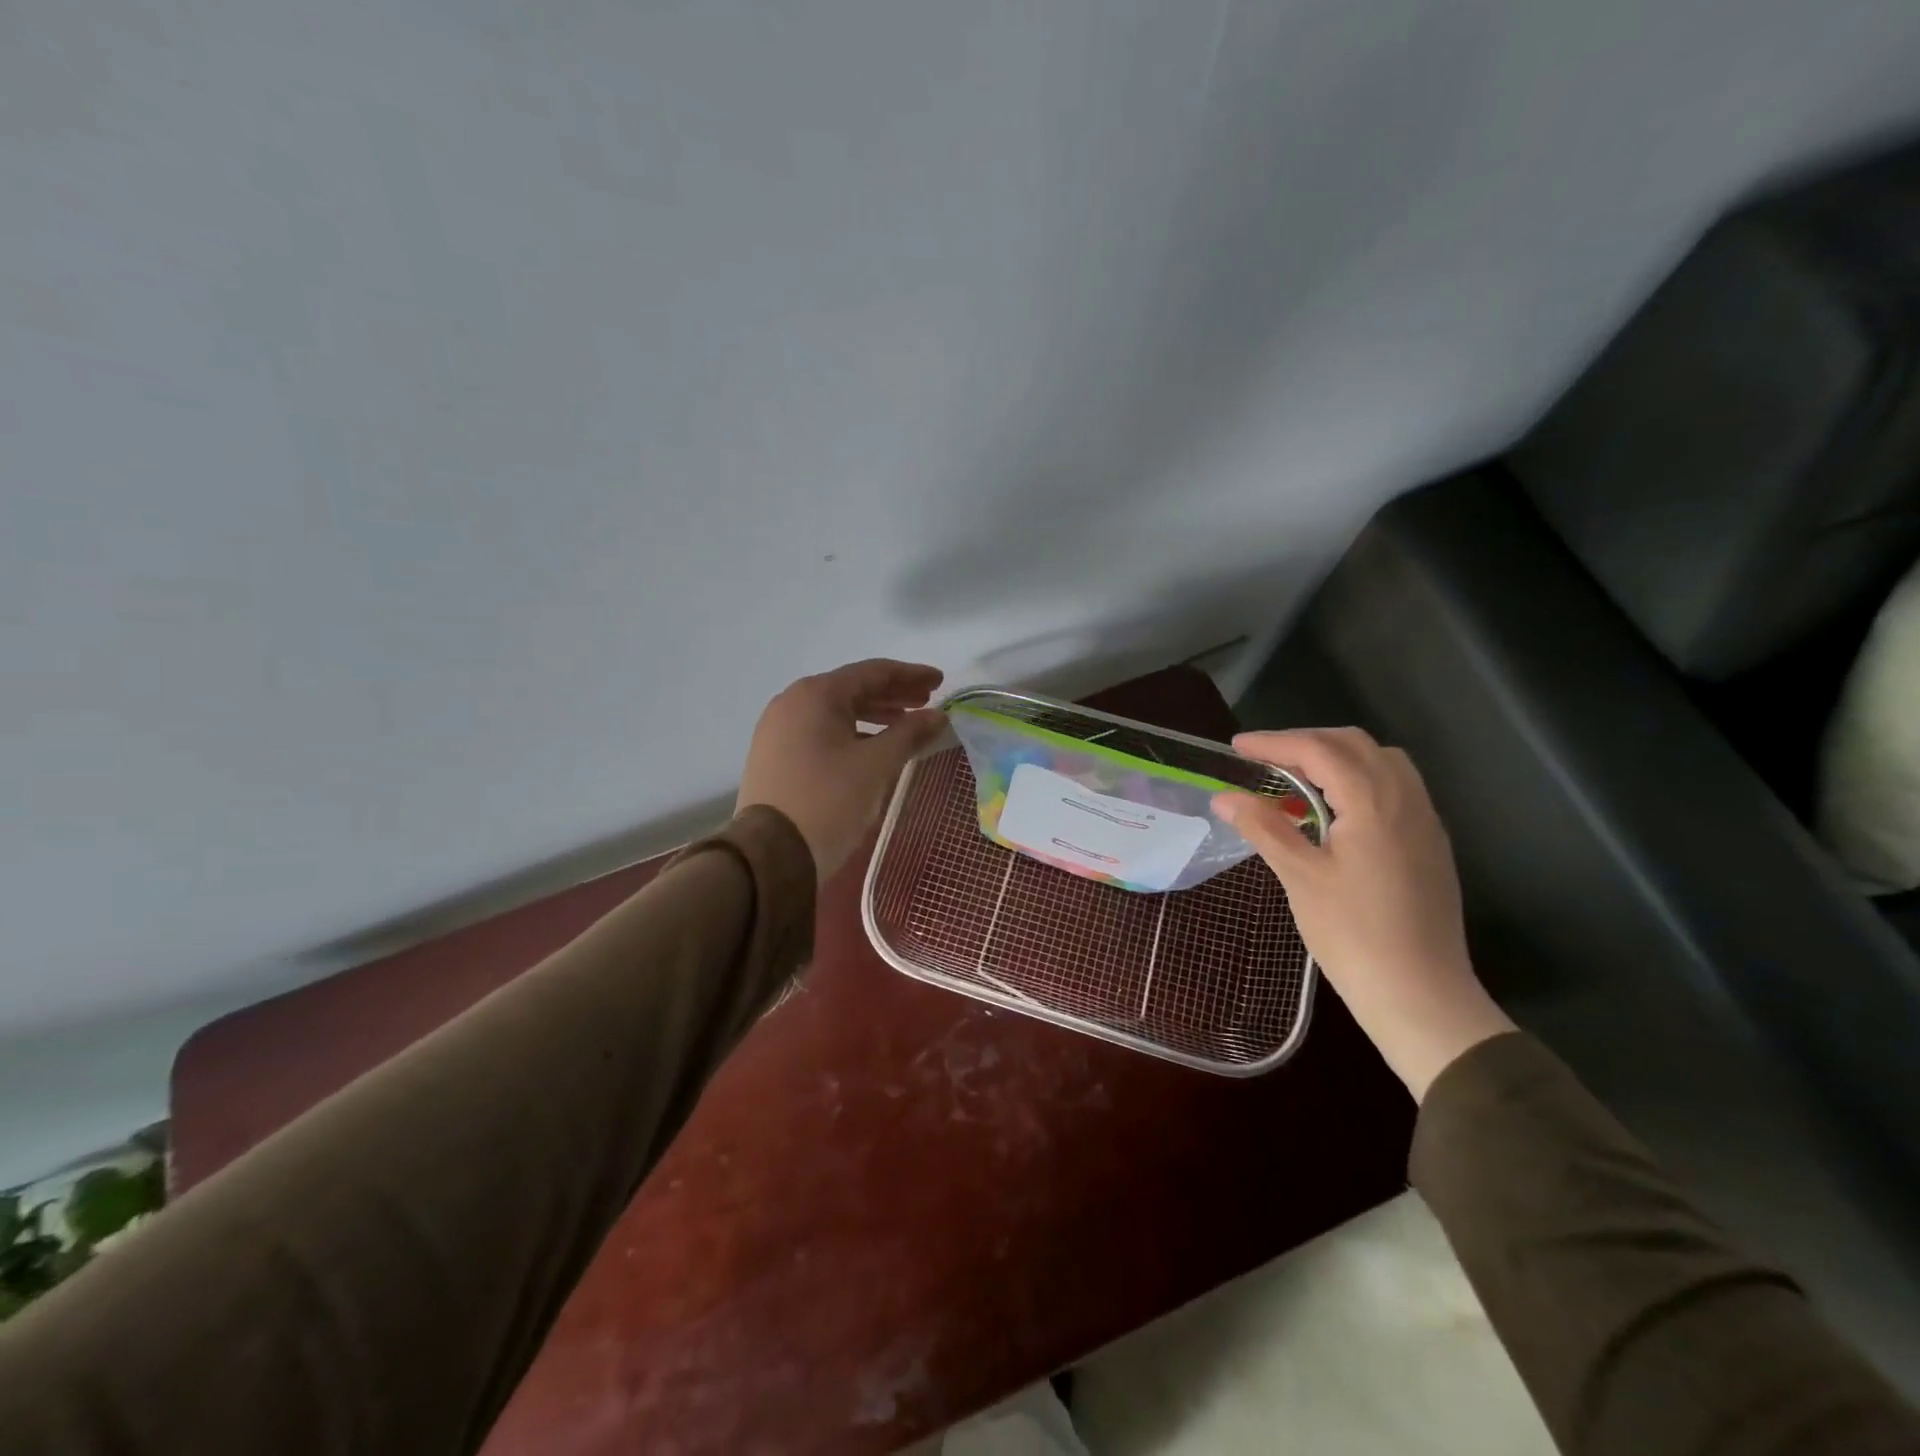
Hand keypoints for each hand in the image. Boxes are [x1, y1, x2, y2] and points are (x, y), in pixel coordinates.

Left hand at [737, 660, 947, 881]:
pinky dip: (851, 733)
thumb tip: (938, 717)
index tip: (940, 681)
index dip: (910, 675)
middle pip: (852, 689)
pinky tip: (872, 747)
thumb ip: (909, 733)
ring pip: (836, 712)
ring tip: (905, 725)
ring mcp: (778, 729)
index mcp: (816, 694)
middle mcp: (792, 702)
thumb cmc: (828, 801)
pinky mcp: (775, 755)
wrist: (771, 856)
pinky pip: (821, 732)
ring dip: (874, 715)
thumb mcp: (876, 765)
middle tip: (928, 702)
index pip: (872, 672)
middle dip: (893, 694)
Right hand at [1214, 728, 1514, 1099]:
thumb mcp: (1300, 876)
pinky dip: (1360, 779)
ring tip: (1298, 777)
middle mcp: (1406, 800)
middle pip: (1356, 745)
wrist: (1420, 995)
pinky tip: (1334, 810)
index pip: (1320, 750)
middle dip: (1307, 742)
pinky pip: (1396, 787)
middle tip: (1264, 758)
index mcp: (1373, 803)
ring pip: (1382, 762)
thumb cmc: (1353, 934)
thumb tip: (1224, 796)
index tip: (1237, 747)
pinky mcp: (1430, 844)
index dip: (1275, 742)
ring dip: (1337, 757)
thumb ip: (1264, 827)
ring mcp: (1424, 822)